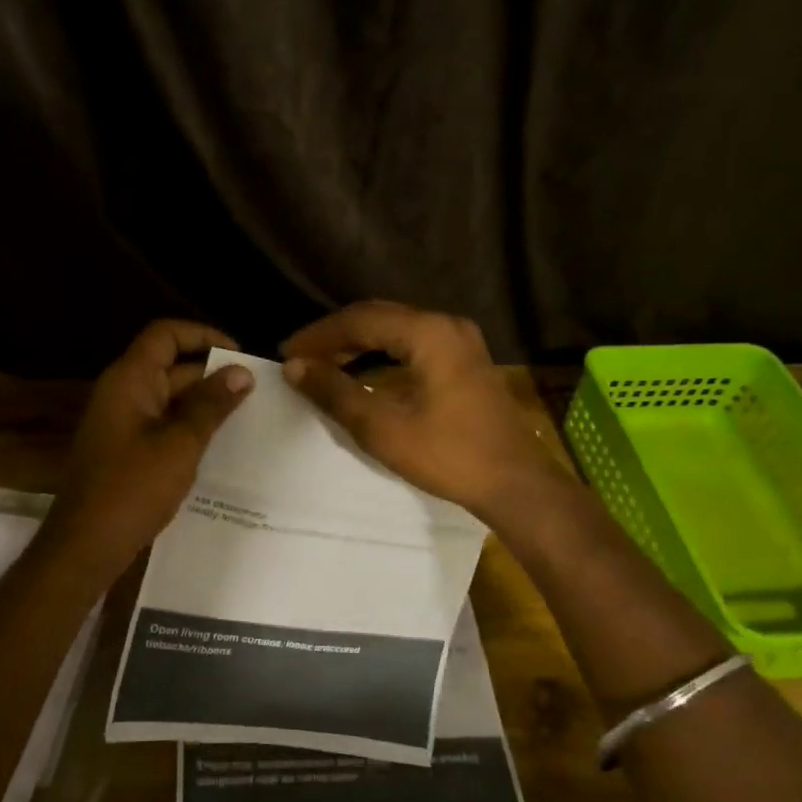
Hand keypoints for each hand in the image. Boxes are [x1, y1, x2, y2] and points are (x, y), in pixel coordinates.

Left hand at [46, 320, 254, 574]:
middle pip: (169, 365)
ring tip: (247, 416)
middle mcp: (123, 393)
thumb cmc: (132, 489)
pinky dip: (189, 427)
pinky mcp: (125, 450)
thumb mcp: (180, 444)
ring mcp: (122, 423)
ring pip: (169, 398)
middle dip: (211, 374)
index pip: (165, 334)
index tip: (240, 354)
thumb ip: (211, 405)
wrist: (85, 546)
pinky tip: (220, 445)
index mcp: (129, 380)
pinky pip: (162, 425)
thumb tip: (242, 373)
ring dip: (204, 403)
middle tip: (256, 391)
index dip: (203, 335)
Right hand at [282, 302, 564, 523]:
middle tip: (300, 357)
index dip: (319, 335)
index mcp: (428, 333)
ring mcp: (460, 341)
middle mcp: (445, 325)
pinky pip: (413, 344)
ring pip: (396, 330)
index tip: (286, 352)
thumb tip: (294, 367)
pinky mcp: (465, 361)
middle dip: (335, 336)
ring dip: (358, 344)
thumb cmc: (448, 455)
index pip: (360, 319)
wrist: (515, 483)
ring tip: (323, 364)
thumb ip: (335, 392)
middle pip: (379, 317)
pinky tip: (362, 372)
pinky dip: (382, 354)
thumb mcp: (383, 427)